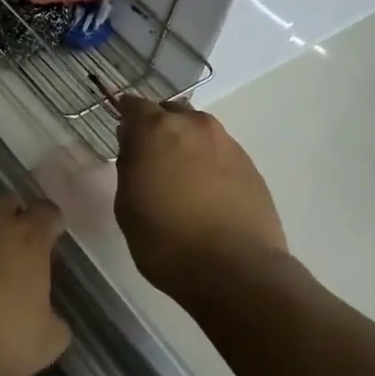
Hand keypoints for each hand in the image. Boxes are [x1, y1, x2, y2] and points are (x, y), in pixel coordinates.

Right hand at [114, 97, 286, 307]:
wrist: (235, 270)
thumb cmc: (165, 239)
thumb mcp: (127, 205)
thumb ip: (129, 166)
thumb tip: (136, 148)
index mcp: (157, 129)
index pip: (134, 105)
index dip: (126, 118)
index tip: (123, 137)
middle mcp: (195, 126)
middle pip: (171, 113)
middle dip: (159, 128)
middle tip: (151, 160)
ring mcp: (228, 144)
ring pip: (200, 133)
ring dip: (187, 146)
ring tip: (182, 180)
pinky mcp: (251, 167)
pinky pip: (221, 154)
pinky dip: (210, 165)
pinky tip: (207, 195)